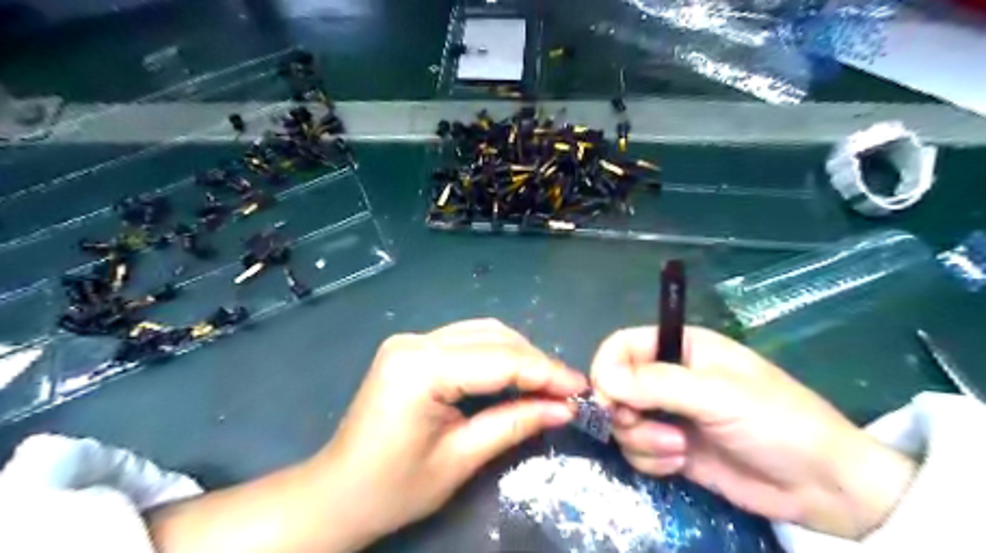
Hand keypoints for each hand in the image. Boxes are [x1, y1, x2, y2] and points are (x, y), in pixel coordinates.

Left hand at [315, 320, 583, 547]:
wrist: (338, 492)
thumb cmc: (394, 487)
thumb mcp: (461, 459)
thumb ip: (514, 424)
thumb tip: (564, 407)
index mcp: (420, 368)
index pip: (499, 360)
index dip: (545, 372)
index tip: (581, 387)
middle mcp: (414, 341)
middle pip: (492, 338)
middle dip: (535, 361)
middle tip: (567, 389)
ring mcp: (411, 340)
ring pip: (482, 333)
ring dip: (518, 355)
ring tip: (546, 384)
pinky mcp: (412, 348)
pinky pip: (466, 341)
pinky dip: (496, 355)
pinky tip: (514, 375)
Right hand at [588, 326, 921, 537]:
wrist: (821, 487)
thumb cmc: (776, 422)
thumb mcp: (717, 395)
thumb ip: (656, 384)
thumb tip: (603, 380)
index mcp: (680, 348)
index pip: (622, 345)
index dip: (607, 369)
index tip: (607, 399)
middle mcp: (668, 377)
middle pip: (615, 385)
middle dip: (624, 411)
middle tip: (644, 426)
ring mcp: (668, 414)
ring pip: (622, 421)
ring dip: (642, 439)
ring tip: (679, 449)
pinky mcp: (671, 447)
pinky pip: (637, 449)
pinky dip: (651, 459)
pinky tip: (681, 463)